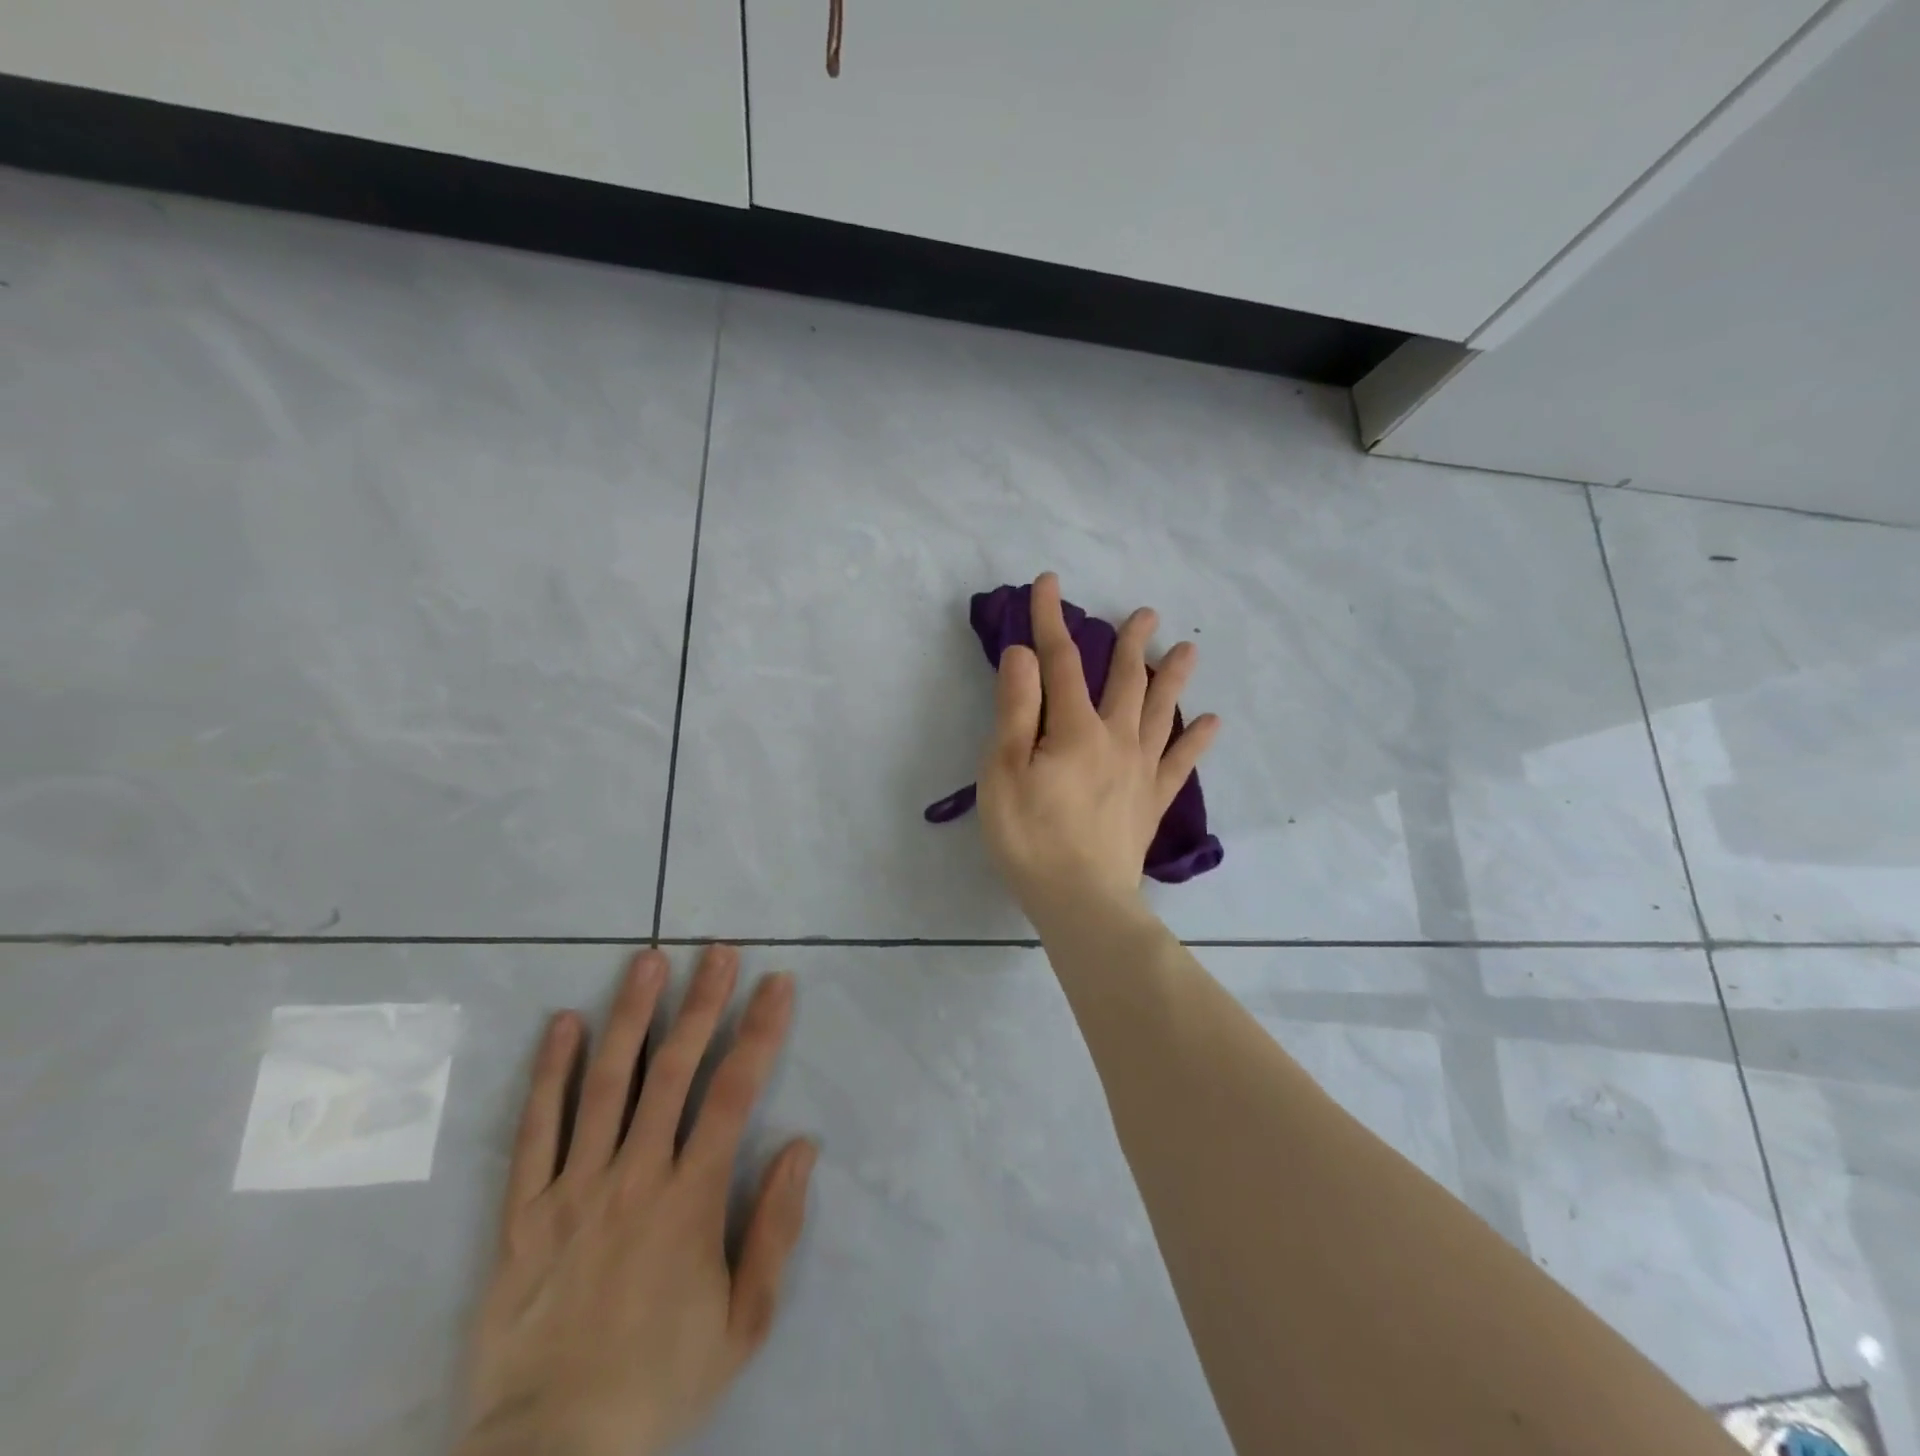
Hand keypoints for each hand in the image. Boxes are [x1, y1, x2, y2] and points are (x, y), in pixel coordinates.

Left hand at [457, 945, 815, 1455]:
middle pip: (674, 1070)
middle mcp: (635, 1176)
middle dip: (702, 1003)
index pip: (735, 1092)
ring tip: (648, 961)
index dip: (761, 1031)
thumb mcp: (744, 1321)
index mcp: (691, 1199)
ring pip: (606, 1083)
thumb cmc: (661, 1382)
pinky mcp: (523, 1211)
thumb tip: (802, 1146)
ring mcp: (574, 1188)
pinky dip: (550, 1073)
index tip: (777, 983)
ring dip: (631, 1015)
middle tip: (717, 950)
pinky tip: (562, 1023)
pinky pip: (535, 1131)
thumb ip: (776, 1228)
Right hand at [977, 572, 1219, 930]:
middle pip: (1126, 681)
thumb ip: (1016, 710)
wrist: (1081, 901)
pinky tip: (1212, 721)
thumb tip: (1025, 654)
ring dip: (1172, 678)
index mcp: (1075, 729)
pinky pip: (1180, 763)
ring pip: (1162, 712)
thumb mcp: (1003, 771)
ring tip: (1188, 648)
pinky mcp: (1152, 802)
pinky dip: (1196, 740)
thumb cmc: (1030, 837)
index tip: (1048, 583)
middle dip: (1130, 643)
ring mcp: (1140, 771)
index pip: (1062, 662)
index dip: (1051, 620)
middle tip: (1145, 613)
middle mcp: (1116, 739)